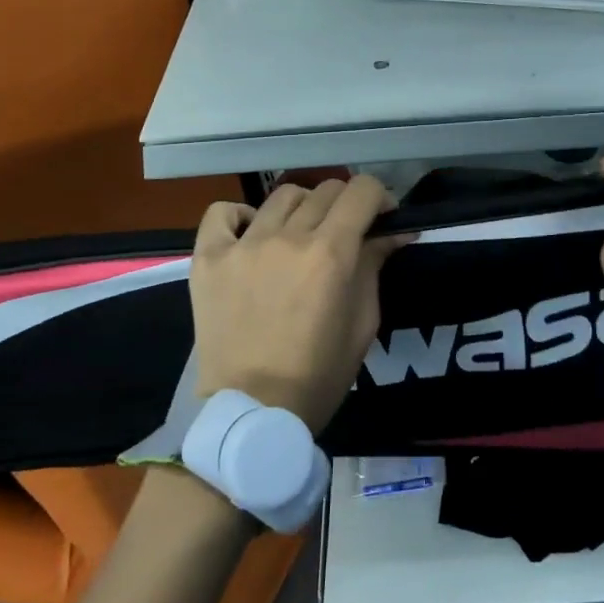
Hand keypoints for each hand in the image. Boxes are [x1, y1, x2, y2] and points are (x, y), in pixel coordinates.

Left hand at [189, 177, 409, 433]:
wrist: (253, 412)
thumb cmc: (319, 374)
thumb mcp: (363, 323)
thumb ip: (375, 266)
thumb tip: (394, 231)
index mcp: (331, 253)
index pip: (363, 191)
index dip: (380, 198)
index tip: (382, 218)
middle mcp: (287, 238)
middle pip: (326, 190)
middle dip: (346, 205)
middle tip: (346, 232)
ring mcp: (243, 245)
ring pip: (282, 196)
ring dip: (302, 208)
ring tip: (300, 234)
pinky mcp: (208, 258)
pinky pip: (221, 213)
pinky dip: (240, 216)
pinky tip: (251, 234)